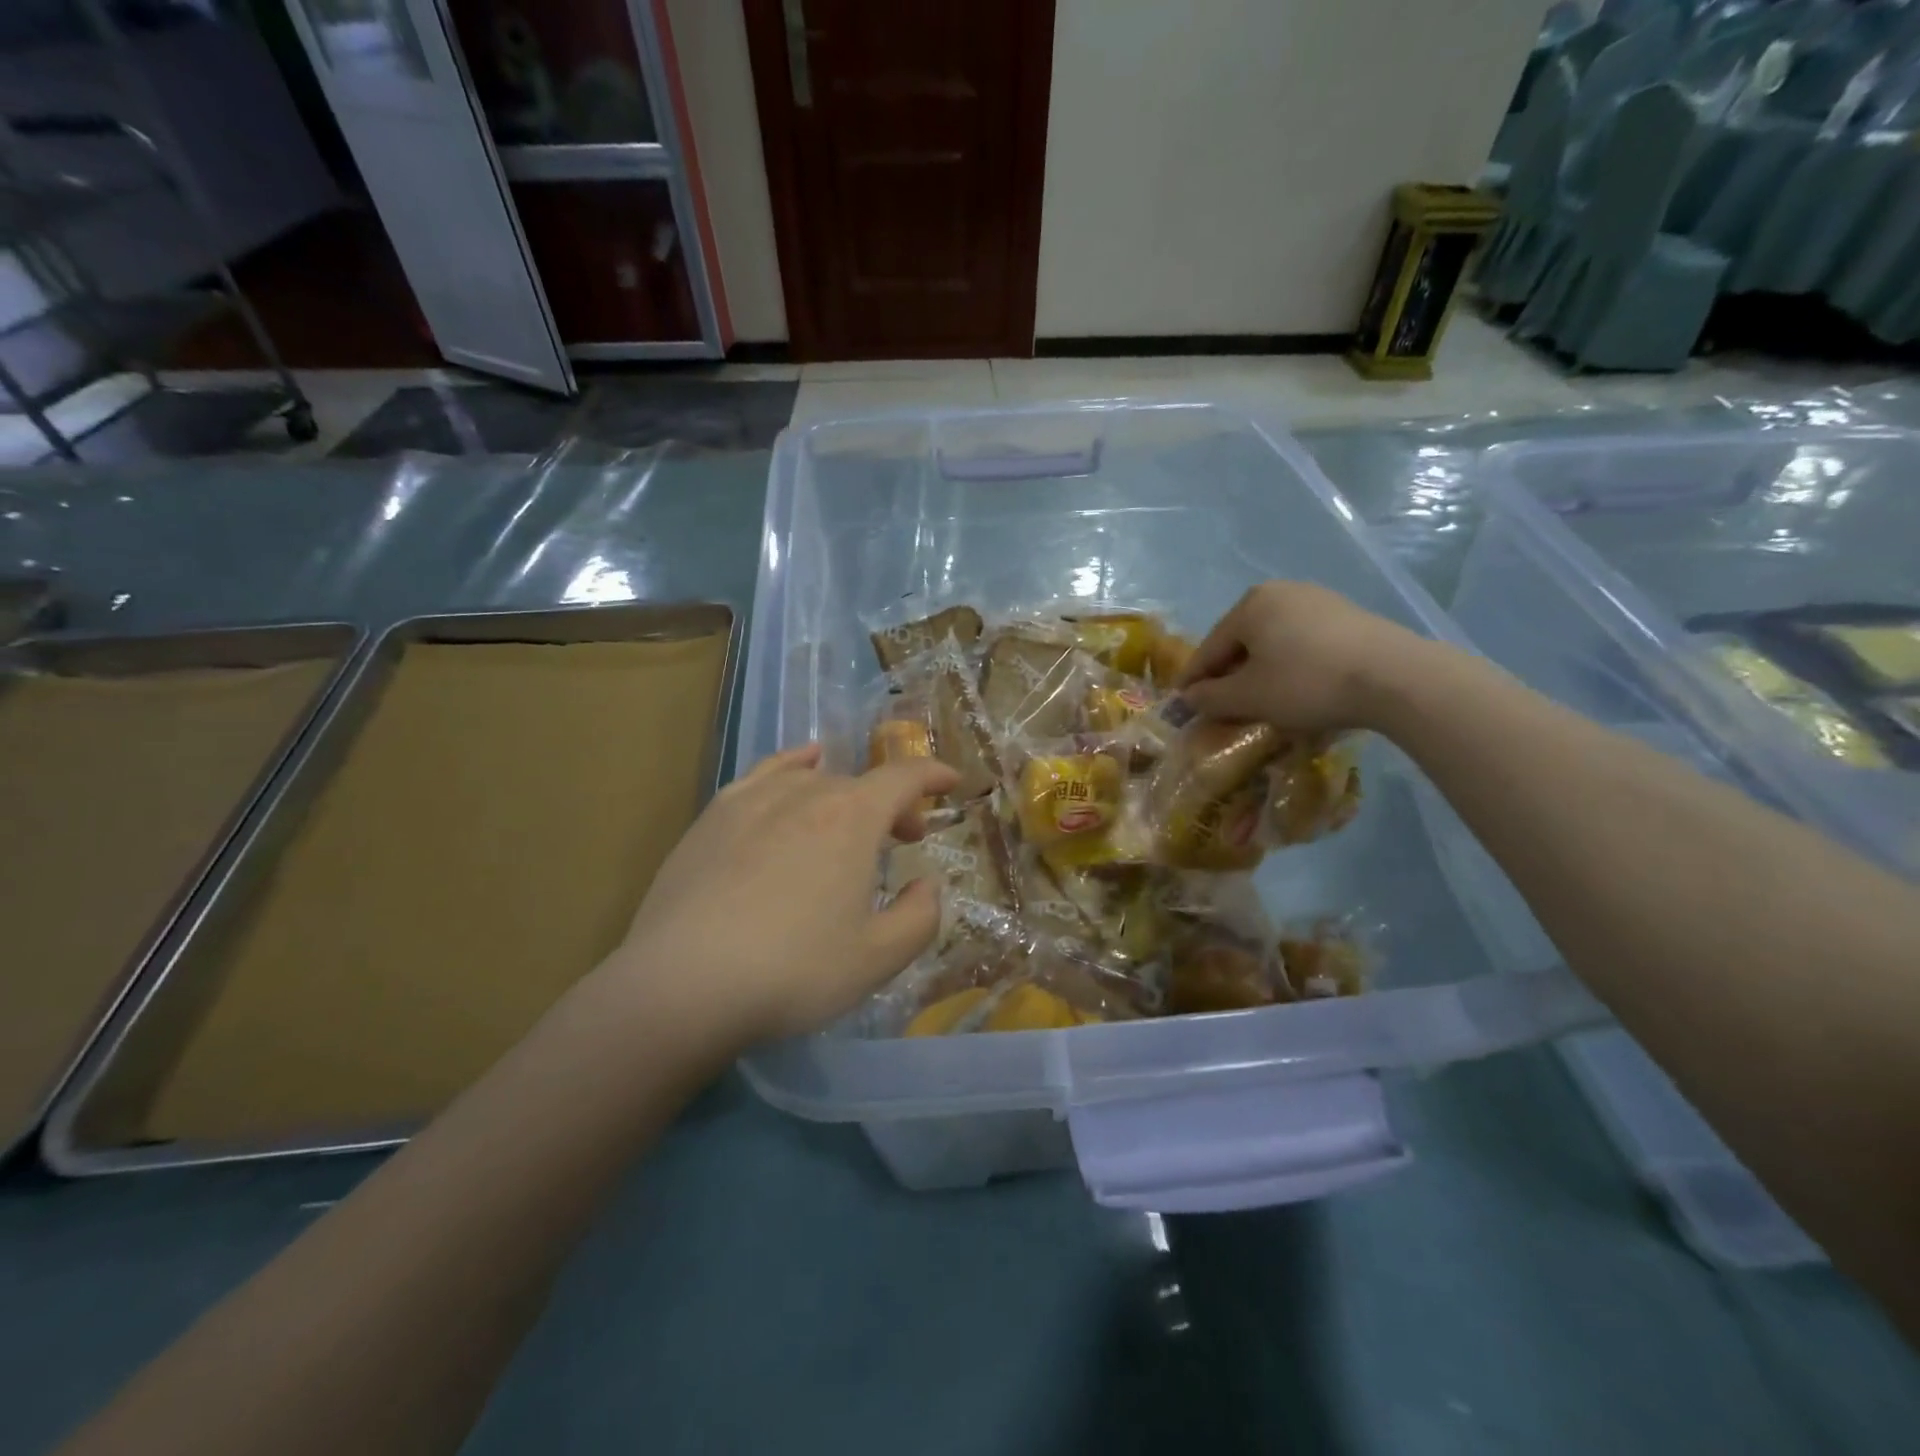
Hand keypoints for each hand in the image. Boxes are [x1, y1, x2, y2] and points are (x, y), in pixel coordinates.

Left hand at [608, 744, 958, 1046]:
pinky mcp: (713, 817)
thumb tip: (926, 884)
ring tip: (851, 818)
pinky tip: (799, 768)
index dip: (933, 776)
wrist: (683, 985)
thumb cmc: (794, 971)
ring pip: (814, 780)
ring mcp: (753, 800)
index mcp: (852, 818)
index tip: (952, 782)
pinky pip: (765, 774)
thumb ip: (920, 916)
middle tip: (905, 839)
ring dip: (846, 795)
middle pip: (861, 784)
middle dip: (893, 805)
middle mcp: (806, 793)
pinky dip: (793, 765)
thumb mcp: (878, 958)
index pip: (903, 778)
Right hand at [1177, 581, 1430, 732]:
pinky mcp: (1348, 616)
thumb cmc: (1307, 683)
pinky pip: (1303, 643)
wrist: (1396, 678)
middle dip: (1229, 675)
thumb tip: (1189, 697)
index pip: (1209, 648)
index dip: (1194, 680)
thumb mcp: (1249, 697)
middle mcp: (1281, 592)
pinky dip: (1291, 666)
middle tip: (1222, 706)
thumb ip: (1210, 697)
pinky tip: (1297, 689)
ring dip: (1261, 671)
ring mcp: (1319, 600)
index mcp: (1250, 605)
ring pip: (1273, 642)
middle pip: (1241, 641)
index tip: (1183, 707)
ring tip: (1260, 701)